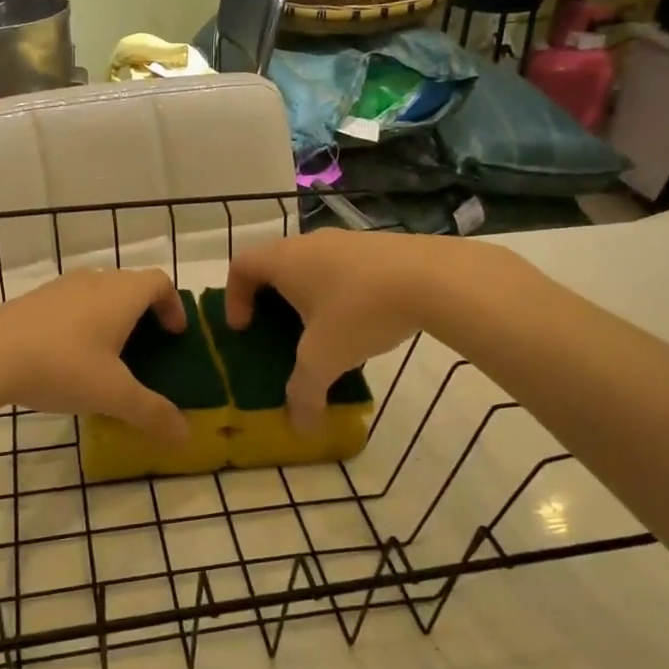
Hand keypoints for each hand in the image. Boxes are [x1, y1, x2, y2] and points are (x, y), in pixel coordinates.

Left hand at [0, 268, 190, 443]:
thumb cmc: (63, 366)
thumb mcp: (113, 395)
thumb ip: (152, 413)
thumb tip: (186, 436)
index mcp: (121, 294)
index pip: (159, 282)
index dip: (173, 305)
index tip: (175, 334)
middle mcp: (93, 281)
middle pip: (129, 285)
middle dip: (144, 312)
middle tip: (147, 347)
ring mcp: (59, 288)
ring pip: (97, 293)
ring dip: (110, 317)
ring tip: (107, 355)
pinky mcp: (31, 301)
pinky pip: (69, 304)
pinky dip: (81, 322)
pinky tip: (68, 358)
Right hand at [225, 230, 446, 429]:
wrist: (434, 278)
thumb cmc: (360, 311)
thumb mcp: (325, 359)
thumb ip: (304, 393)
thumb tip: (300, 429)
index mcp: (284, 260)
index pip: (241, 265)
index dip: (234, 296)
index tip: (244, 328)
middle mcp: (310, 242)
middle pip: (275, 263)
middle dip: (270, 299)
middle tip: (278, 331)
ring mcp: (347, 239)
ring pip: (312, 264)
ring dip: (308, 295)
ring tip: (323, 331)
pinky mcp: (379, 245)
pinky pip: (344, 267)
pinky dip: (340, 291)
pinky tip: (362, 320)